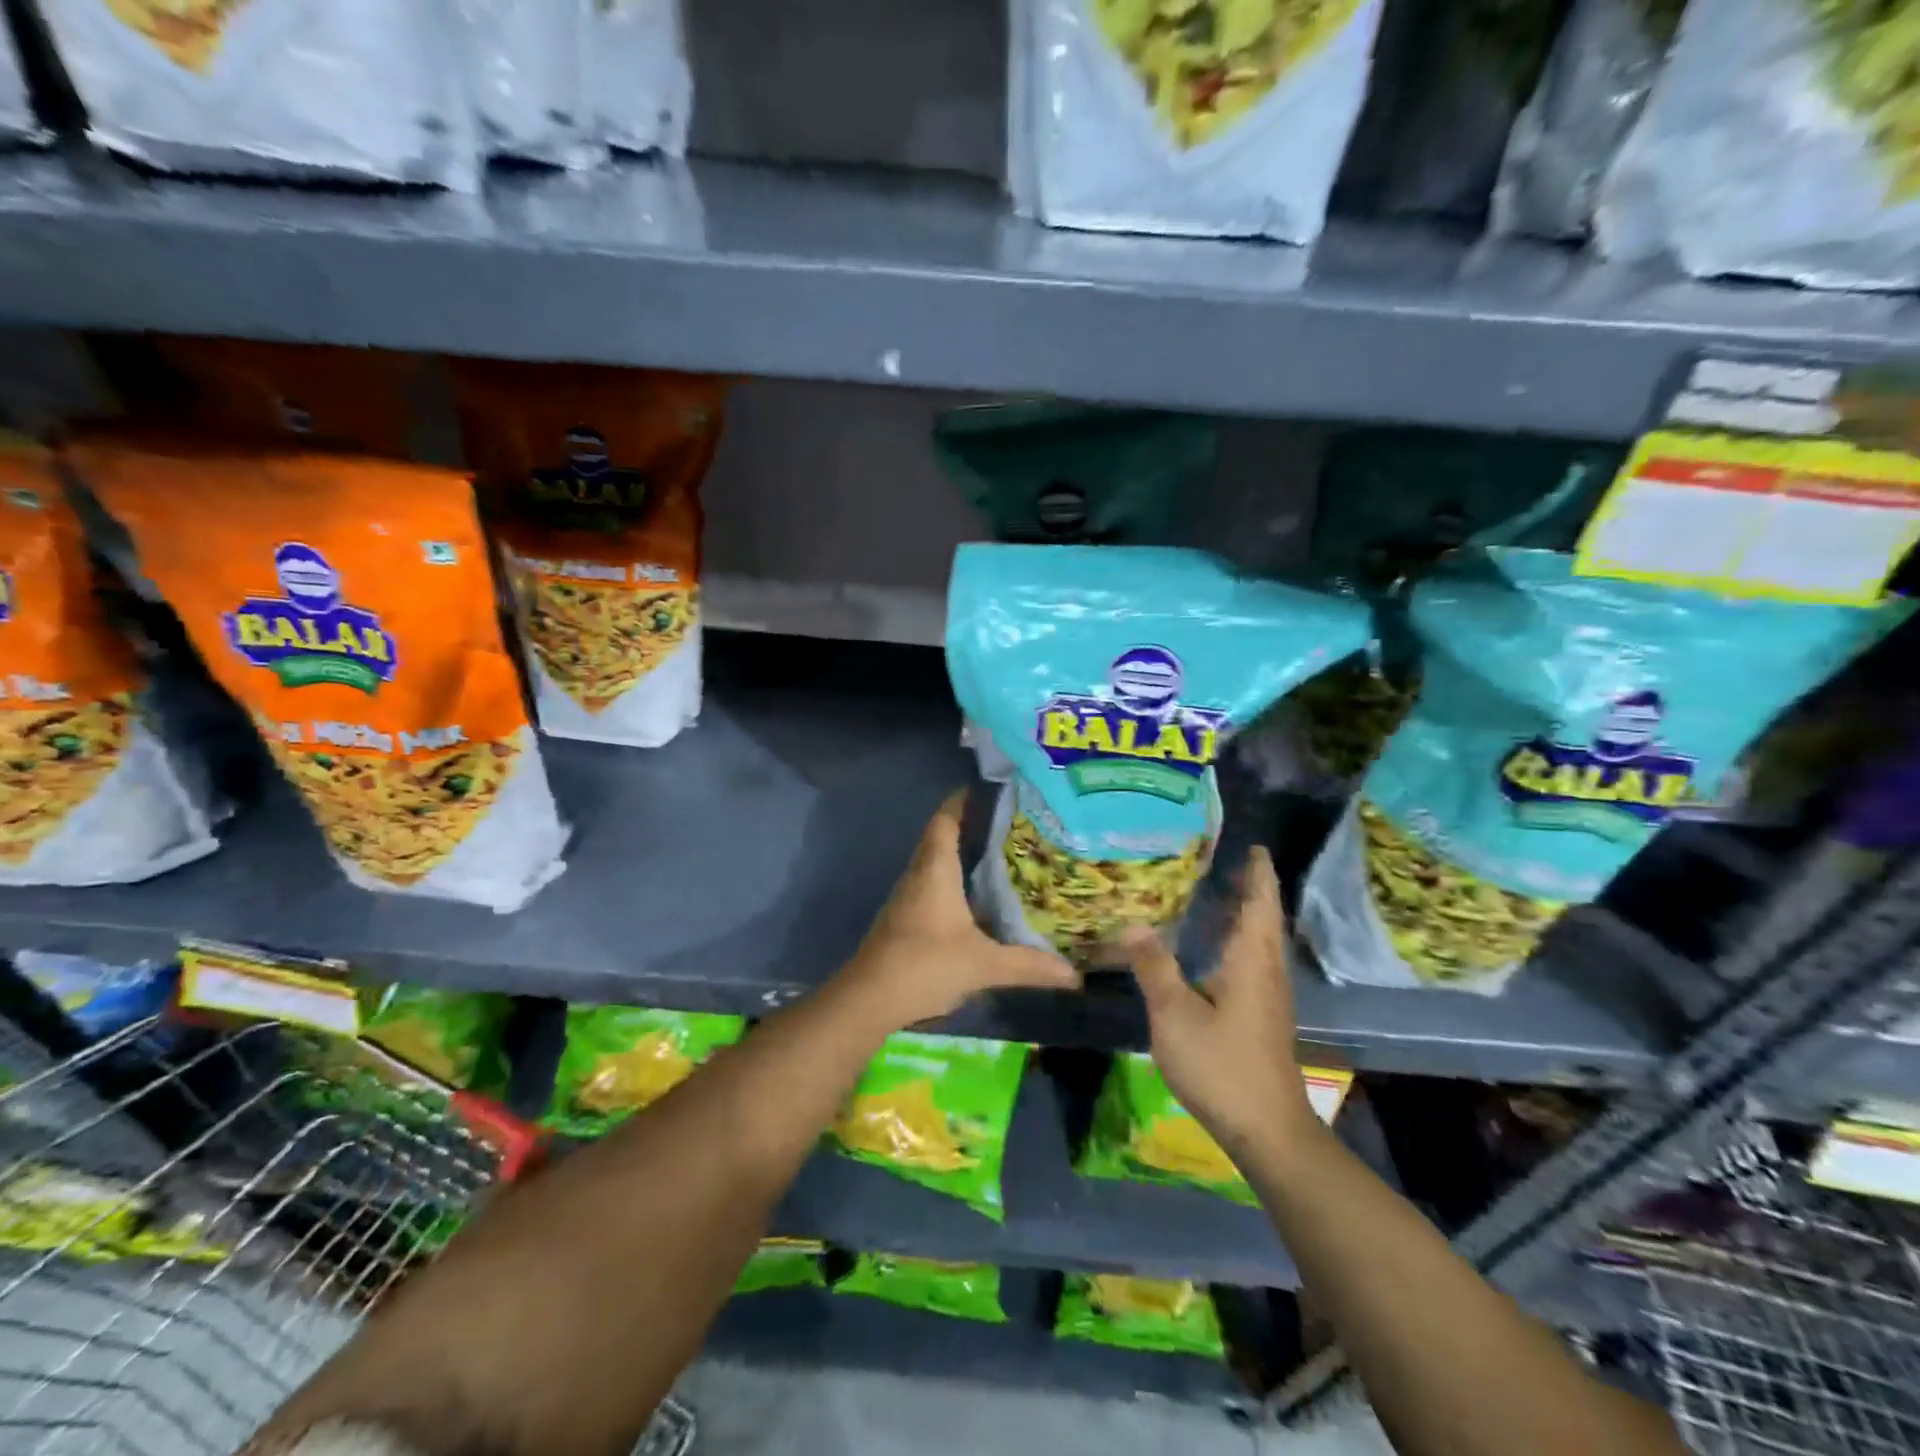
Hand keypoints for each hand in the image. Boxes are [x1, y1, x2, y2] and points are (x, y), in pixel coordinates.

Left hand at [837, 790, 1079, 1030]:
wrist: (868, 999)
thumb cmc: (925, 966)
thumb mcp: (983, 965)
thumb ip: (1028, 965)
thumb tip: (1074, 974)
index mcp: (935, 871)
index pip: (945, 820)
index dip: (964, 801)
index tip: (992, 793)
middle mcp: (918, 875)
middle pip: (941, 837)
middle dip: (972, 827)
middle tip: (1011, 826)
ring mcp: (907, 898)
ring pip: (935, 863)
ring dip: (962, 856)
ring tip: (1001, 856)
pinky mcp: (904, 919)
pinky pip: (931, 886)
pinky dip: (954, 882)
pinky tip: (977, 899)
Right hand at [1110, 847, 1313, 1155]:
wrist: (1266, 1128)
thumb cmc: (1222, 1064)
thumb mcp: (1175, 1014)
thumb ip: (1153, 967)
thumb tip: (1132, 924)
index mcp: (1252, 960)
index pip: (1260, 903)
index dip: (1258, 873)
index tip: (1252, 845)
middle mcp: (1267, 971)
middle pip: (1264, 918)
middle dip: (1249, 888)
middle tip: (1221, 860)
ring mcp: (1269, 996)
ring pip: (1260, 941)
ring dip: (1244, 914)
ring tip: (1214, 893)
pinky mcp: (1263, 1016)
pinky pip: (1253, 961)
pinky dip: (1237, 940)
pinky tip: (1211, 948)